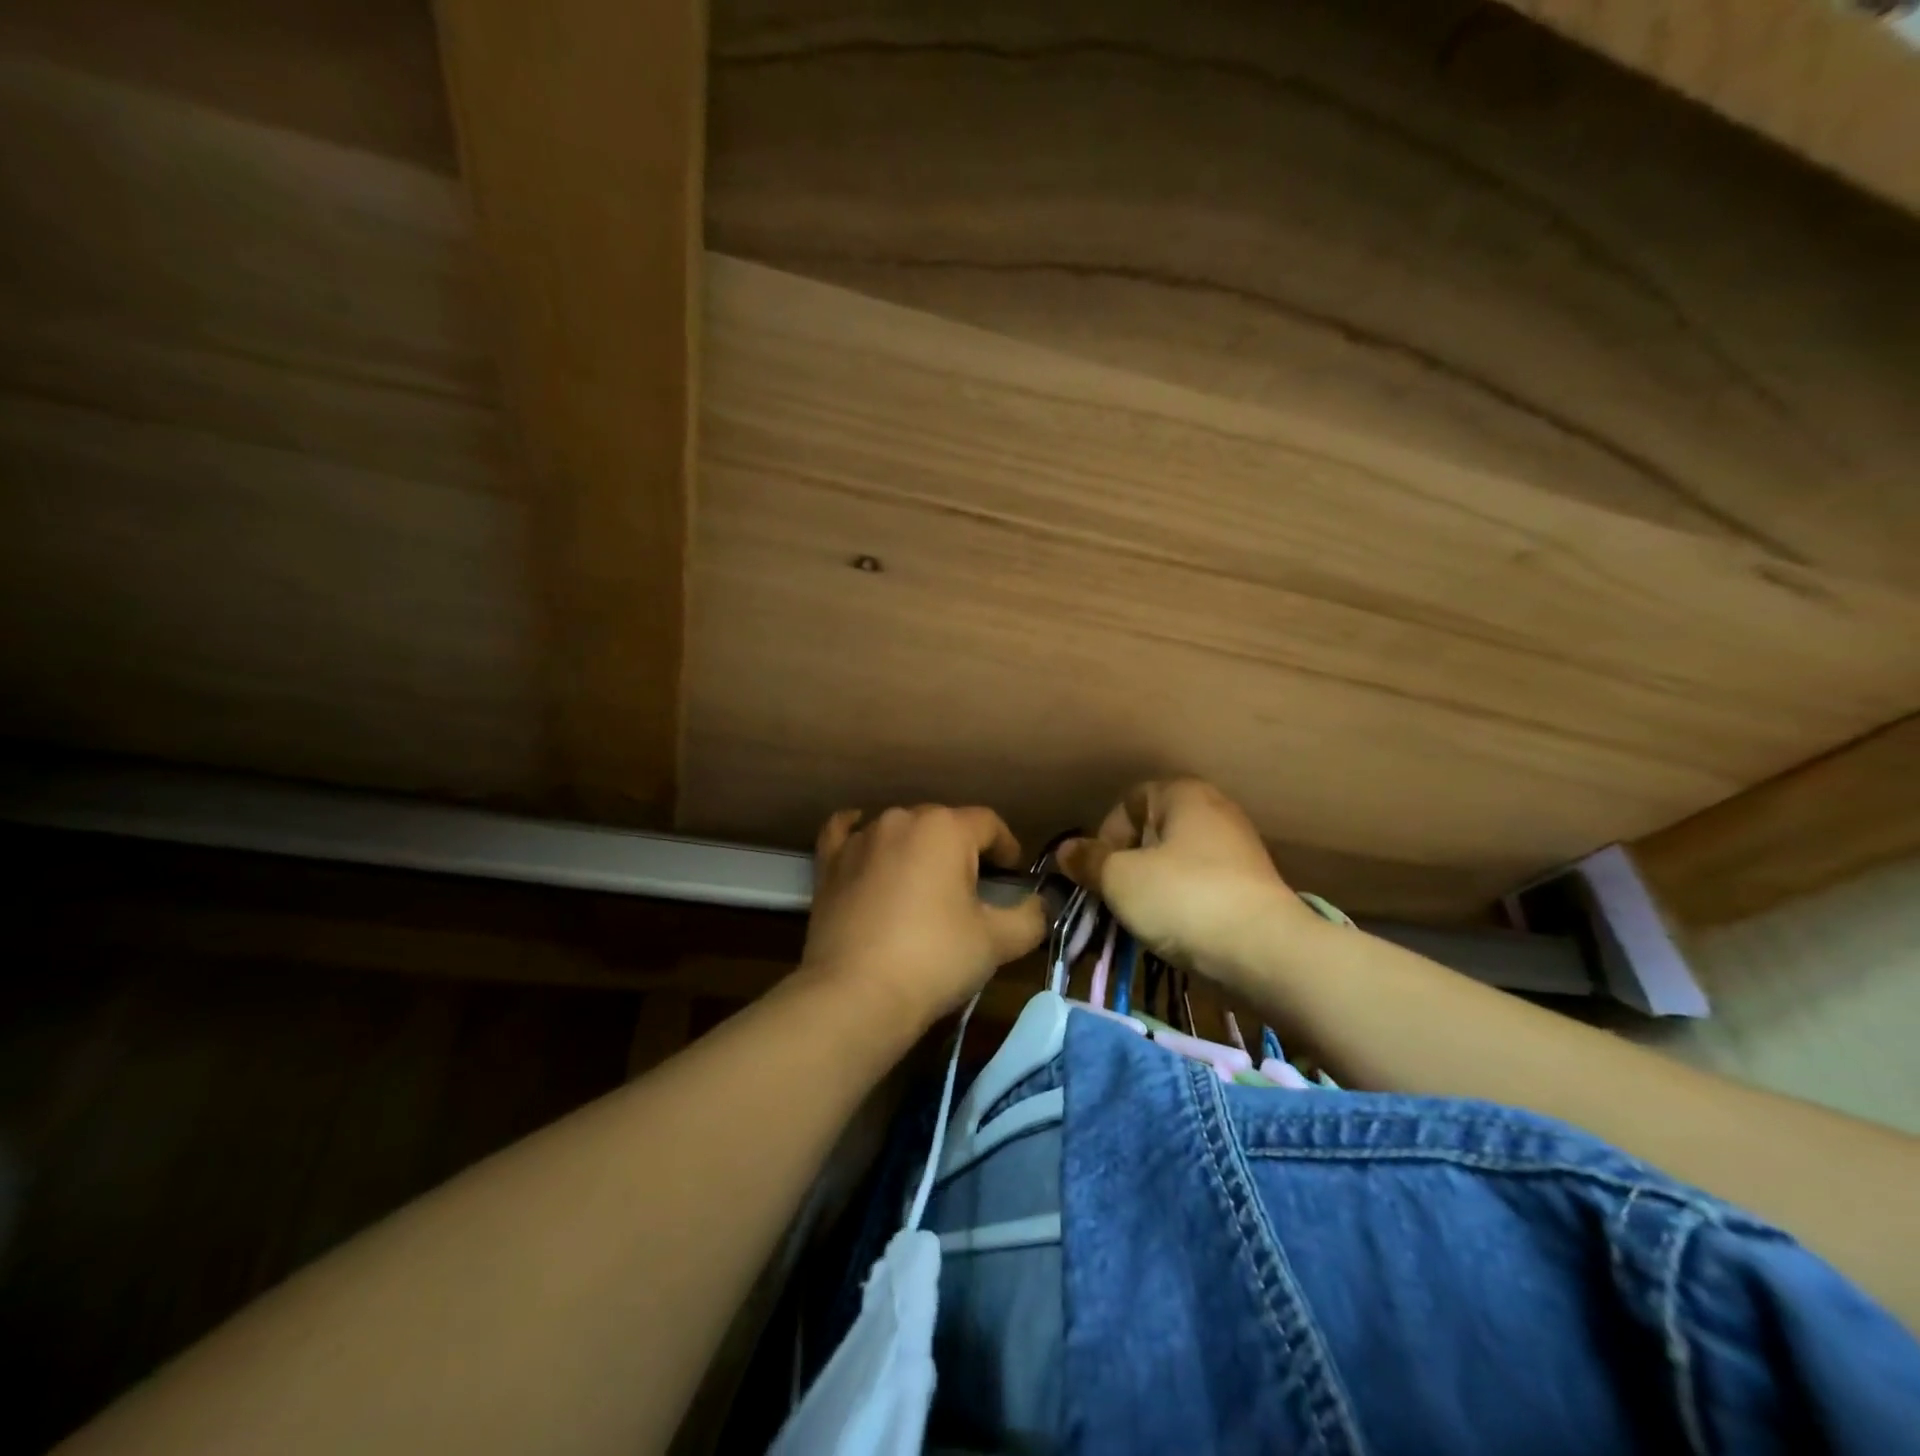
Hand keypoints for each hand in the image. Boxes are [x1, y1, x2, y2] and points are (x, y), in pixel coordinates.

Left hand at [801, 805, 1048, 1029]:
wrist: (856, 995)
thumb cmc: (935, 959)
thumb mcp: (997, 942)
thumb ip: (1030, 916)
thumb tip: (1040, 904)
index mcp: (946, 828)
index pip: (989, 824)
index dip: (1007, 848)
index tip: (1013, 876)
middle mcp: (901, 819)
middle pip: (944, 824)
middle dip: (963, 850)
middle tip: (973, 890)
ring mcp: (861, 838)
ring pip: (900, 830)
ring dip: (918, 848)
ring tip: (926, 885)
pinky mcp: (830, 862)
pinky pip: (845, 833)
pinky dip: (858, 833)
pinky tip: (863, 840)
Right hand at [1059, 779, 1315, 991]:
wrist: (1266, 952)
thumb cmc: (1183, 899)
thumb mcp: (1120, 879)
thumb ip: (1089, 861)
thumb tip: (1065, 849)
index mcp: (1184, 794)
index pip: (1128, 801)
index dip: (1106, 834)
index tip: (1100, 872)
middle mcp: (1215, 810)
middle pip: (1152, 832)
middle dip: (1127, 864)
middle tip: (1115, 897)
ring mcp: (1239, 848)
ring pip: (1176, 862)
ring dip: (1152, 887)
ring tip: (1141, 920)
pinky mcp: (1252, 885)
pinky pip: (1201, 885)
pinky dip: (1182, 903)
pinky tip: (1175, 930)